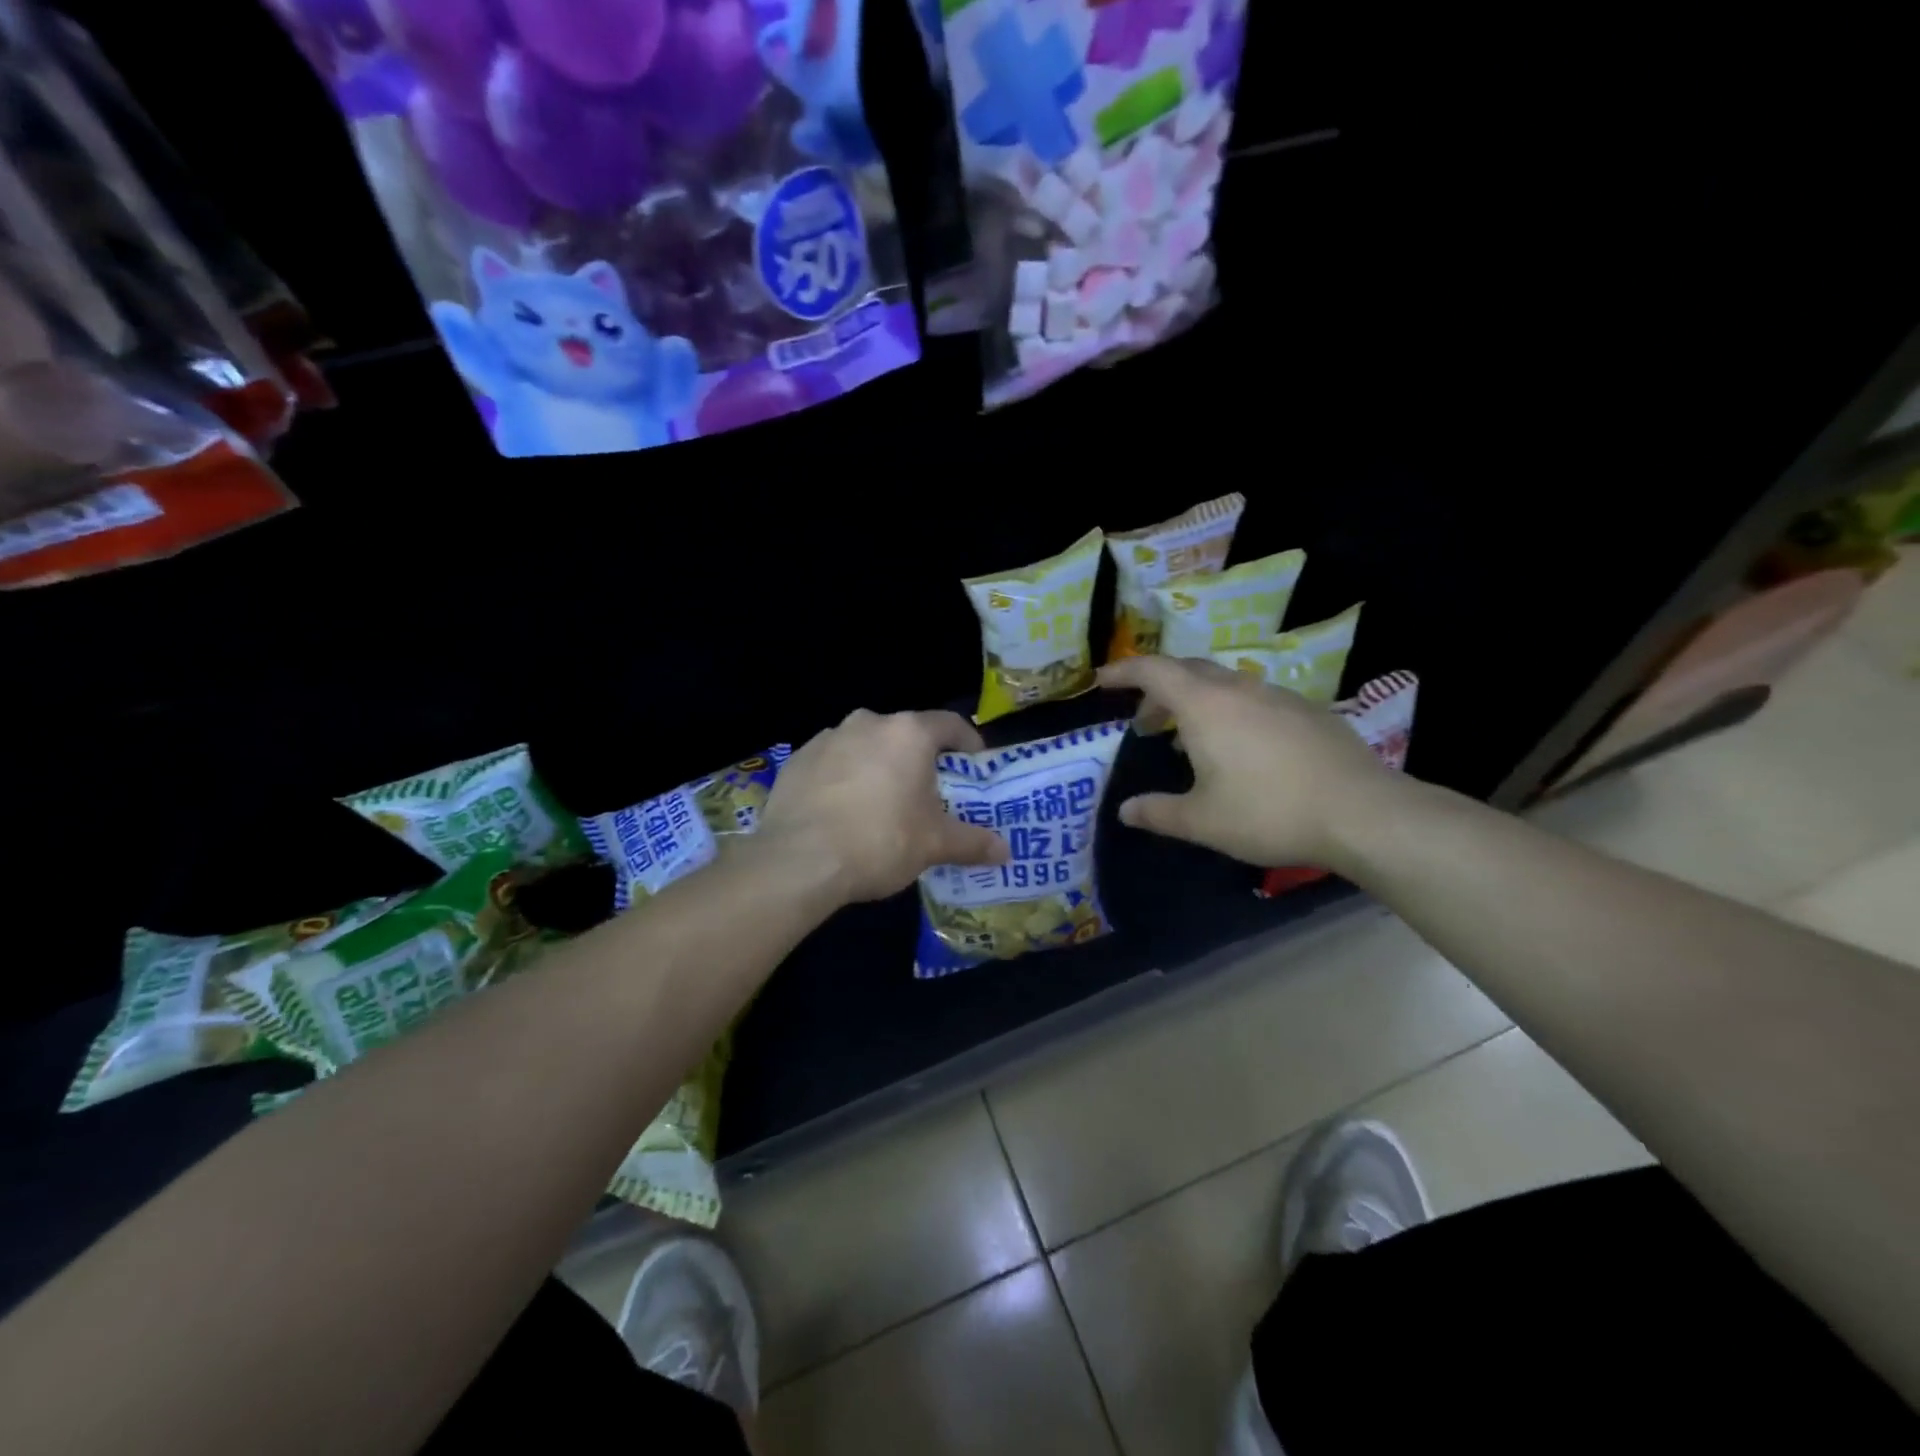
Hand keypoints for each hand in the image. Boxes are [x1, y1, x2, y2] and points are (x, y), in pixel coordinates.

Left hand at [759, 709, 1009, 902]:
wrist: (799, 860)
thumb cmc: (880, 841)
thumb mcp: (934, 845)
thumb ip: (972, 842)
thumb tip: (1005, 852)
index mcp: (908, 733)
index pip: (950, 724)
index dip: (968, 743)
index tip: (974, 764)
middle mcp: (868, 723)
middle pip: (905, 734)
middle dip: (920, 759)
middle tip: (928, 792)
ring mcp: (827, 738)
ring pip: (866, 746)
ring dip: (879, 765)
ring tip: (882, 803)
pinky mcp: (797, 759)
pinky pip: (833, 762)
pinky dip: (844, 777)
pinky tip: (843, 810)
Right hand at [1097, 656, 1402, 867]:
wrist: (1362, 813)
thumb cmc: (1268, 813)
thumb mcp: (1202, 821)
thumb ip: (1157, 813)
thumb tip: (1125, 811)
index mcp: (1204, 705)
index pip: (1153, 670)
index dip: (1123, 671)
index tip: (1102, 680)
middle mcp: (1239, 689)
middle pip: (1188, 671)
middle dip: (1158, 690)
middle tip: (1145, 722)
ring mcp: (1278, 696)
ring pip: (1224, 685)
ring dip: (1196, 703)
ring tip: (1189, 741)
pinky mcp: (1308, 711)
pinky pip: (1255, 700)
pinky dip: (1231, 713)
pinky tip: (1241, 750)